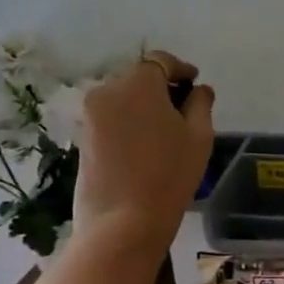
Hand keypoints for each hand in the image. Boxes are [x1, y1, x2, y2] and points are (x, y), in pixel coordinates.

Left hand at [71, 50, 214, 252]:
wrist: (123, 223)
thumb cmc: (169, 175)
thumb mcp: (199, 137)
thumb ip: (201, 104)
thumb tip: (199, 90)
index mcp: (139, 83)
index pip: (161, 61)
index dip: (181, 69)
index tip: (195, 82)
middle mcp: (108, 90)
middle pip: (139, 78)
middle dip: (160, 88)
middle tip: (182, 110)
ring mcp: (90, 114)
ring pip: (123, 98)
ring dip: (143, 106)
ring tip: (163, 131)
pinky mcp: (82, 137)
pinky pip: (111, 118)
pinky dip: (128, 122)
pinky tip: (144, 146)